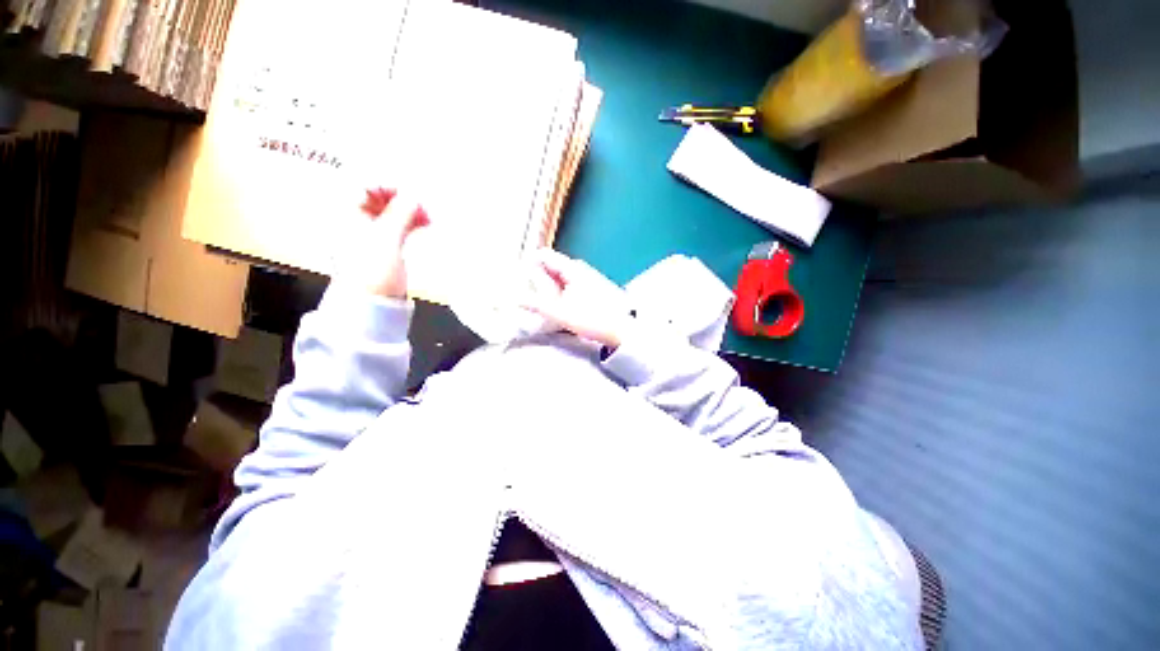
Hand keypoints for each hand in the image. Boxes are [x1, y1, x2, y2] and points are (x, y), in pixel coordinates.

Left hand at [342, 187, 429, 298]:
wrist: (372, 304)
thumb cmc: (372, 270)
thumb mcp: (386, 238)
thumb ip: (400, 213)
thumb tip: (414, 194)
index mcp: (345, 214)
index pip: (363, 185)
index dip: (386, 185)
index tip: (409, 191)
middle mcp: (355, 220)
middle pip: (379, 198)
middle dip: (402, 199)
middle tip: (422, 205)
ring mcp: (371, 234)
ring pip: (391, 212)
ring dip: (410, 211)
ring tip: (428, 216)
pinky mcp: (384, 246)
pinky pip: (398, 226)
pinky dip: (411, 223)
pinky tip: (425, 224)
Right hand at [521, 249, 634, 348]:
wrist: (621, 330)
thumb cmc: (591, 319)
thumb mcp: (559, 313)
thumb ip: (535, 304)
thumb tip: (516, 298)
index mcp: (572, 268)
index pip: (543, 255)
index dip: (528, 264)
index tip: (518, 279)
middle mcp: (579, 267)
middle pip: (551, 266)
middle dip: (538, 279)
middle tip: (533, 298)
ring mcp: (587, 276)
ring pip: (560, 276)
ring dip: (549, 288)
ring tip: (547, 305)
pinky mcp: (591, 286)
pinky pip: (569, 284)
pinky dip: (560, 292)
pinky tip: (561, 307)